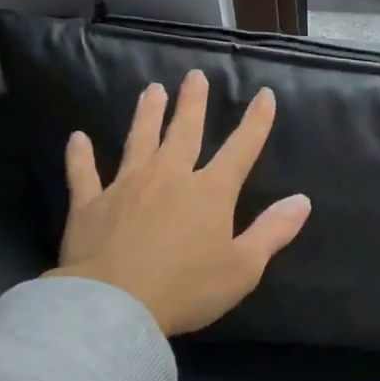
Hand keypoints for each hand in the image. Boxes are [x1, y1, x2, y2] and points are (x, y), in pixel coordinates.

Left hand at [45, 70, 310, 335]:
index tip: (264, 95)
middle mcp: (169, 177)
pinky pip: (84, 173)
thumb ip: (272, 232)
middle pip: (184, 132)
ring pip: (139, 140)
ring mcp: (126, 186)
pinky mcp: (90, 204)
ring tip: (151, 90)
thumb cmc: (187, 288)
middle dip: (193, 103)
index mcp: (210, 192)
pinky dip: (80, 156)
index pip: (240, 149)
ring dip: (147, 114)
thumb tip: (302, 200)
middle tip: (194, 76)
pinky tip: (77, 139)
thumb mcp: (243, 267)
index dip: (256, 122)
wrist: (115, 304)